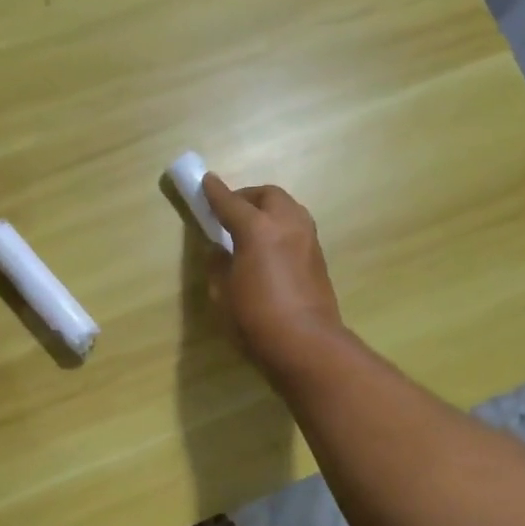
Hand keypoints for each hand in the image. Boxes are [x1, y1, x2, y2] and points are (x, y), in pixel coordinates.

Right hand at [201, 175, 344, 379]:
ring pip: (288, 208)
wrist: (306, 344)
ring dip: (269, 209)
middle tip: (230, 210)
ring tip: (252, 227)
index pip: (231, 203)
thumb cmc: (256, 319)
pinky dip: (282, 226)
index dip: (215, 192)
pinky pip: (297, 227)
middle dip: (247, 197)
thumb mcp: (223, 294)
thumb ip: (219, 265)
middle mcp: (286, 224)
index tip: (205, 181)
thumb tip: (220, 250)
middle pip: (268, 195)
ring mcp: (307, 238)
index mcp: (257, 229)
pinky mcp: (319, 257)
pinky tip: (271, 246)